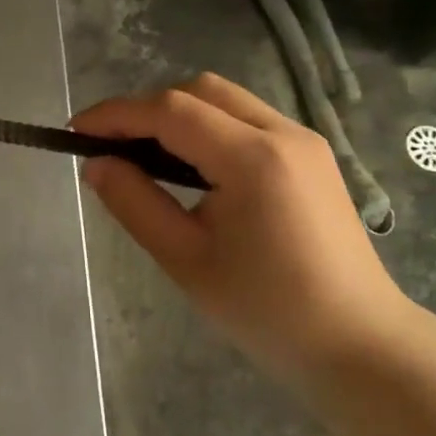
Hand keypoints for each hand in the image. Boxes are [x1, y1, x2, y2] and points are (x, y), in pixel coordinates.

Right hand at [74, 74, 414, 383]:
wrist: (359, 344)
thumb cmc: (266, 310)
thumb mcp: (185, 260)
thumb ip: (134, 203)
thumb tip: (96, 164)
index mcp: (252, 158)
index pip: (170, 111)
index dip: (116, 115)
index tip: (75, 132)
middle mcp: (282, 133)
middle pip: (199, 91)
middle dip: (146, 109)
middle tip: (110, 147)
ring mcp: (303, 141)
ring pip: (224, 100)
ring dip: (177, 115)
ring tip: (143, 156)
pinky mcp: (311, 156)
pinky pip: (246, 119)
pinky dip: (207, 127)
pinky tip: (190, 165)